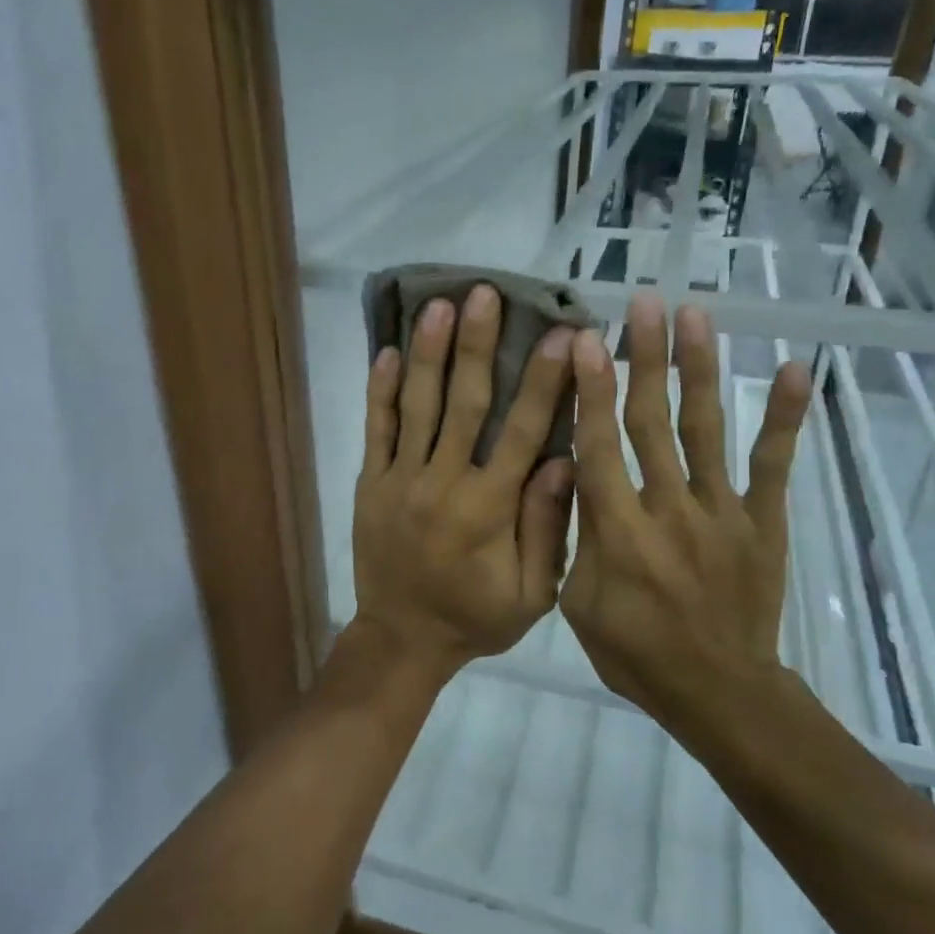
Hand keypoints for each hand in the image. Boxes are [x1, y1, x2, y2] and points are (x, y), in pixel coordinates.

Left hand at [351, 283, 576, 682]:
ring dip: (427, 352)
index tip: (562, 335)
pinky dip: (380, 390)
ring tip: (437, 304)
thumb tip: (563, 461)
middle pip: (463, 403)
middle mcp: (442, 482)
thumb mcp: (531, 593)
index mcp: (488, 507)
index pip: (521, 431)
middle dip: (476, 345)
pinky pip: (375, 430)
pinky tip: (385, 351)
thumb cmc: (474, 618)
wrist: (401, 640)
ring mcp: (400, 480)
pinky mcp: (371, 483)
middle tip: (485, 294)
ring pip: (416, 406)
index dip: (543, 381)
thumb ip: (547, 528)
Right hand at [560, 293, 810, 731]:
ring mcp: (721, 512)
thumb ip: (575, 537)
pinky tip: (796, 370)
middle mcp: (668, 509)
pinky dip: (785, 417)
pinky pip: (774, 464)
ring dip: (700, 369)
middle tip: (642, 303)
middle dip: (645, 358)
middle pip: (652, 422)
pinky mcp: (762, 521)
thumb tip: (569, 476)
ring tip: (696, 316)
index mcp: (618, 531)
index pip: (598, 446)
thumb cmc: (635, 652)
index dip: (590, 390)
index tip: (585, 339)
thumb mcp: (578, 604)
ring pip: (706, 429)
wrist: (718, 692)